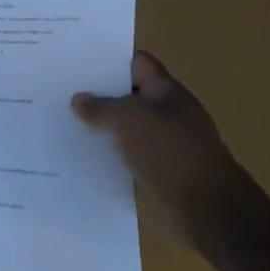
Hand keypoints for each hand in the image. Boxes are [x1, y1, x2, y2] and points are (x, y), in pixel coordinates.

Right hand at [72, 51, 249, 258]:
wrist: (208, 209)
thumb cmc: (170, 151)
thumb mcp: (129, 119)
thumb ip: (101, 107)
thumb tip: (78, 99)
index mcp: (166, 90)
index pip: (137, 63)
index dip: (111, 60)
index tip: (79, 62)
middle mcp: (167, 113)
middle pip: (130, 96)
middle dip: (100, 96)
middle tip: (62, 93)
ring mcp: (165, 145)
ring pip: (127, 130)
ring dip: (103, 130)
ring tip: (64, 125)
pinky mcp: (159, 174)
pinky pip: (129, 160)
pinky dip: (110, 159)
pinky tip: (82, 160)